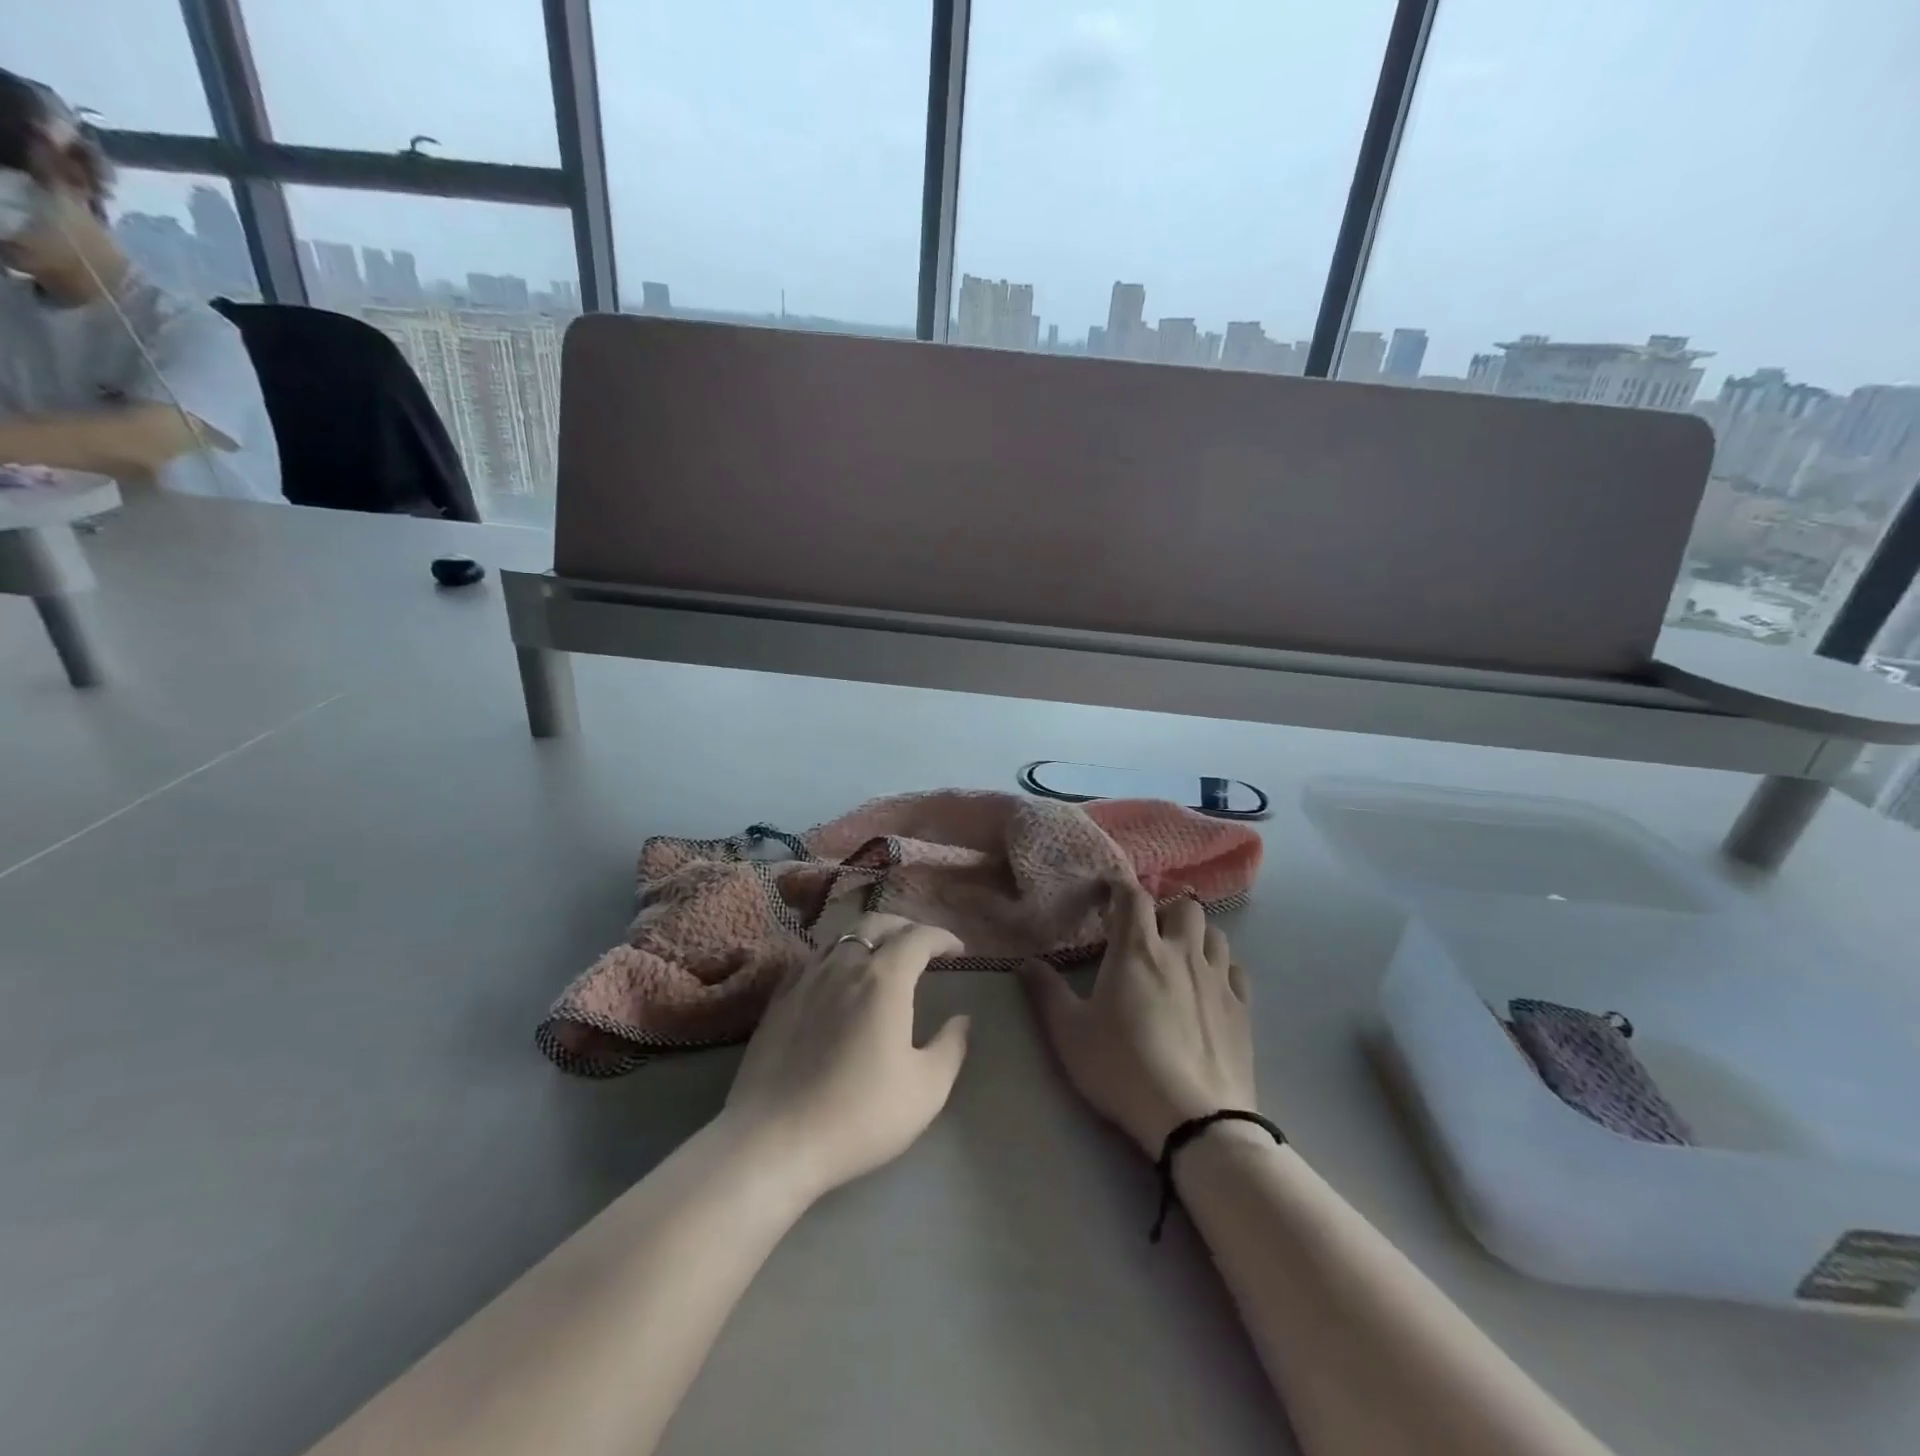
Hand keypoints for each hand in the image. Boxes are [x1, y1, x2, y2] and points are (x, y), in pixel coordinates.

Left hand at [720, 913, 970, 1203]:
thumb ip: (950, 1048)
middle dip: (905, 927)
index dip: (942, 937)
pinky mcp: (778, 1000)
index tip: (958, 950)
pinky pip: (813, 960)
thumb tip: (961, 1020)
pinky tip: (837, 979)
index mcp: (883, 980)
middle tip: (923, 946)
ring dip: (869, 938)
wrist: (773, 1141)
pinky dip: (836, 957)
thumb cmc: (858, 1115)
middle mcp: (844, 966)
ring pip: (842, 938)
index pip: (918, 937)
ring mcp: (806, 979)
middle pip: (876, 924)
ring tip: (882, 958)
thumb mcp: (925, 1090)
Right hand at [1019, 885, 1253, 1155]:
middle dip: (1165, 910)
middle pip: (1184, 906)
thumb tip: (1026, 962)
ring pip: (1215, 933)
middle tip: (1146, 932)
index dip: (1120, 888)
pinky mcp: (1243, 1009)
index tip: (1107, 895)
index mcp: (1138, 950)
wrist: (1195, 1120)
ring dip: (1196, 935)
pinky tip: (1209, 987)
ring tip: (1179, 955)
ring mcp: (1218, 980)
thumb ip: (1046, 993)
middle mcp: (1182, 953)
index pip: (1133, 897)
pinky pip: (1237, 970)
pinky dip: (1222, 968)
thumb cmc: (1123, 1069)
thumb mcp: (1069, 1034)